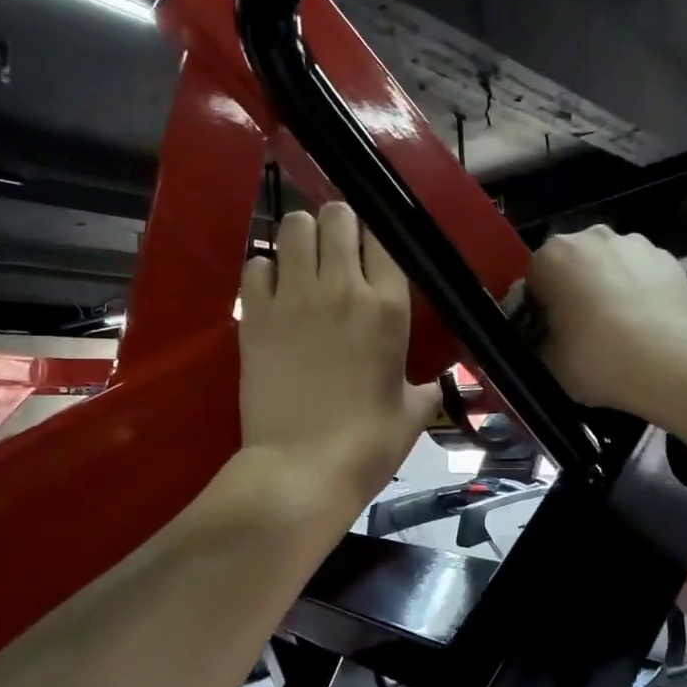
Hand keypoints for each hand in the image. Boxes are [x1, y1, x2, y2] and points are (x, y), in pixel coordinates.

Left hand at [238, 203, 439, 519]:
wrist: (303, 470)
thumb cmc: (367, 445)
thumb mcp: (412, 414)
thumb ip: (424, 389)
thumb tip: (431, 386)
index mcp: (388, 307)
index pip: (383, 236)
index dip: (375, 236)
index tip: (370, 250)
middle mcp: (341, 288)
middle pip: (337, 216)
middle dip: (337, 224)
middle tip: (334, 249)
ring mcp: (294, 298)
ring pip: (292, 228)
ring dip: (299, 238)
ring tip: (301, 262)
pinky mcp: (255, 315)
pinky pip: (255, 265)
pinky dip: (264, 271)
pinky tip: (271, 292)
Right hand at [525, 225, 686, 414]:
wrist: (670, 360)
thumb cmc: (597, 357)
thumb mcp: (549, 360)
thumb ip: (541, 338)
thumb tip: (548, 334)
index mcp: (551, 257)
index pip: (534, 280)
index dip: (539, 308)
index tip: (548, 333)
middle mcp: (591, 237)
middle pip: (574, 263)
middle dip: (575, 288)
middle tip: (582, 329)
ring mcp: (634, 243)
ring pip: (610, 264)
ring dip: (609, 285)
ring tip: (620, 326)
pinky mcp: (669, 259)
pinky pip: (643, 273)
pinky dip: (641, 290)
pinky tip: (647, 323)